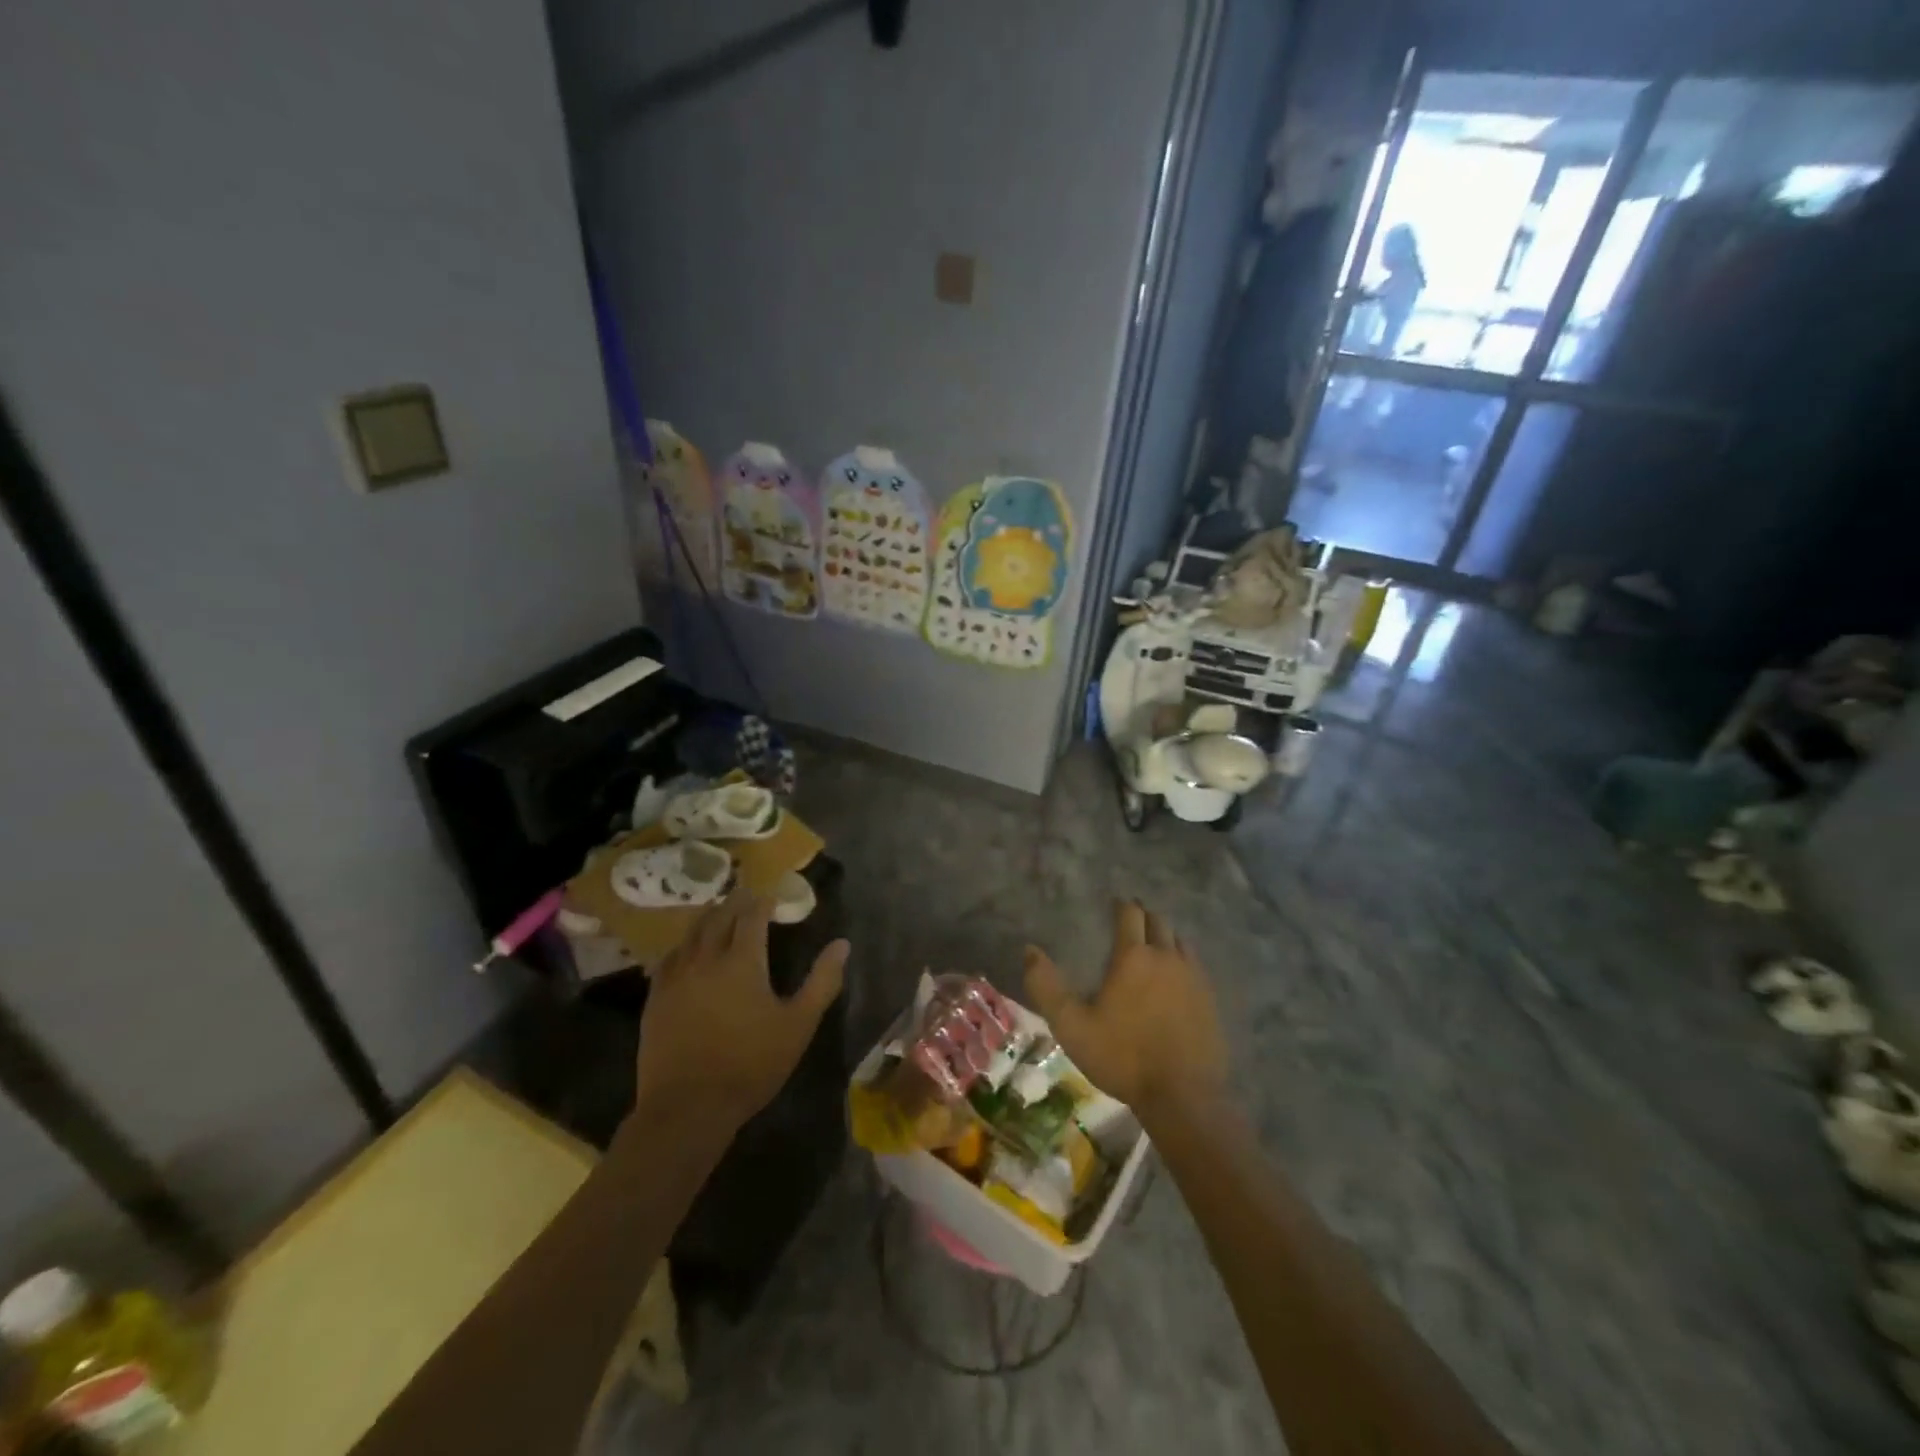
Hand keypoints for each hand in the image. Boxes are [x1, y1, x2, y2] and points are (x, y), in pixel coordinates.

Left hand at [633, 889, 848, 1130]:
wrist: (687, 1108)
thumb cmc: (751, 1065)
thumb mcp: (798, 1024)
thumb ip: (822, 981)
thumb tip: (842, 944)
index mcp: (742, 960)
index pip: (752, 916)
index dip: (763, 902)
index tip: (773, 896)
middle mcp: (706, 959)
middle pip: (718, 917)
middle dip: (735, 903)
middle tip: (747, 896)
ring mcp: (676, 978)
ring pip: (691, 933)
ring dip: (708, 918)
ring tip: (718, 912)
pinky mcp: (655, 999)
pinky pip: (669, 958)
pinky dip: (683, 945)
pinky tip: (686, 951)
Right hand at [1024, 900, 1228, 1122]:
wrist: (1183, 1096)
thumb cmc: (1122, 1057)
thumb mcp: (1072, 1026)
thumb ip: (1046, 987)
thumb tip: (1029, 950)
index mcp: (1134, 956)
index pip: (1130, 914)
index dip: (1121, 906)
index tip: (1113, 904)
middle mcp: (1167, 956)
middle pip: (1158, 921)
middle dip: (1144, 916)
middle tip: (1130, 920)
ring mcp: (1194, 977)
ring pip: (1180, 940)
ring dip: (1165, 935)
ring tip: (1153, 943)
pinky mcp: (1210, 998)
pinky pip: (1195, 965)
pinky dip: (1183, 959)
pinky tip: (1176, 975)